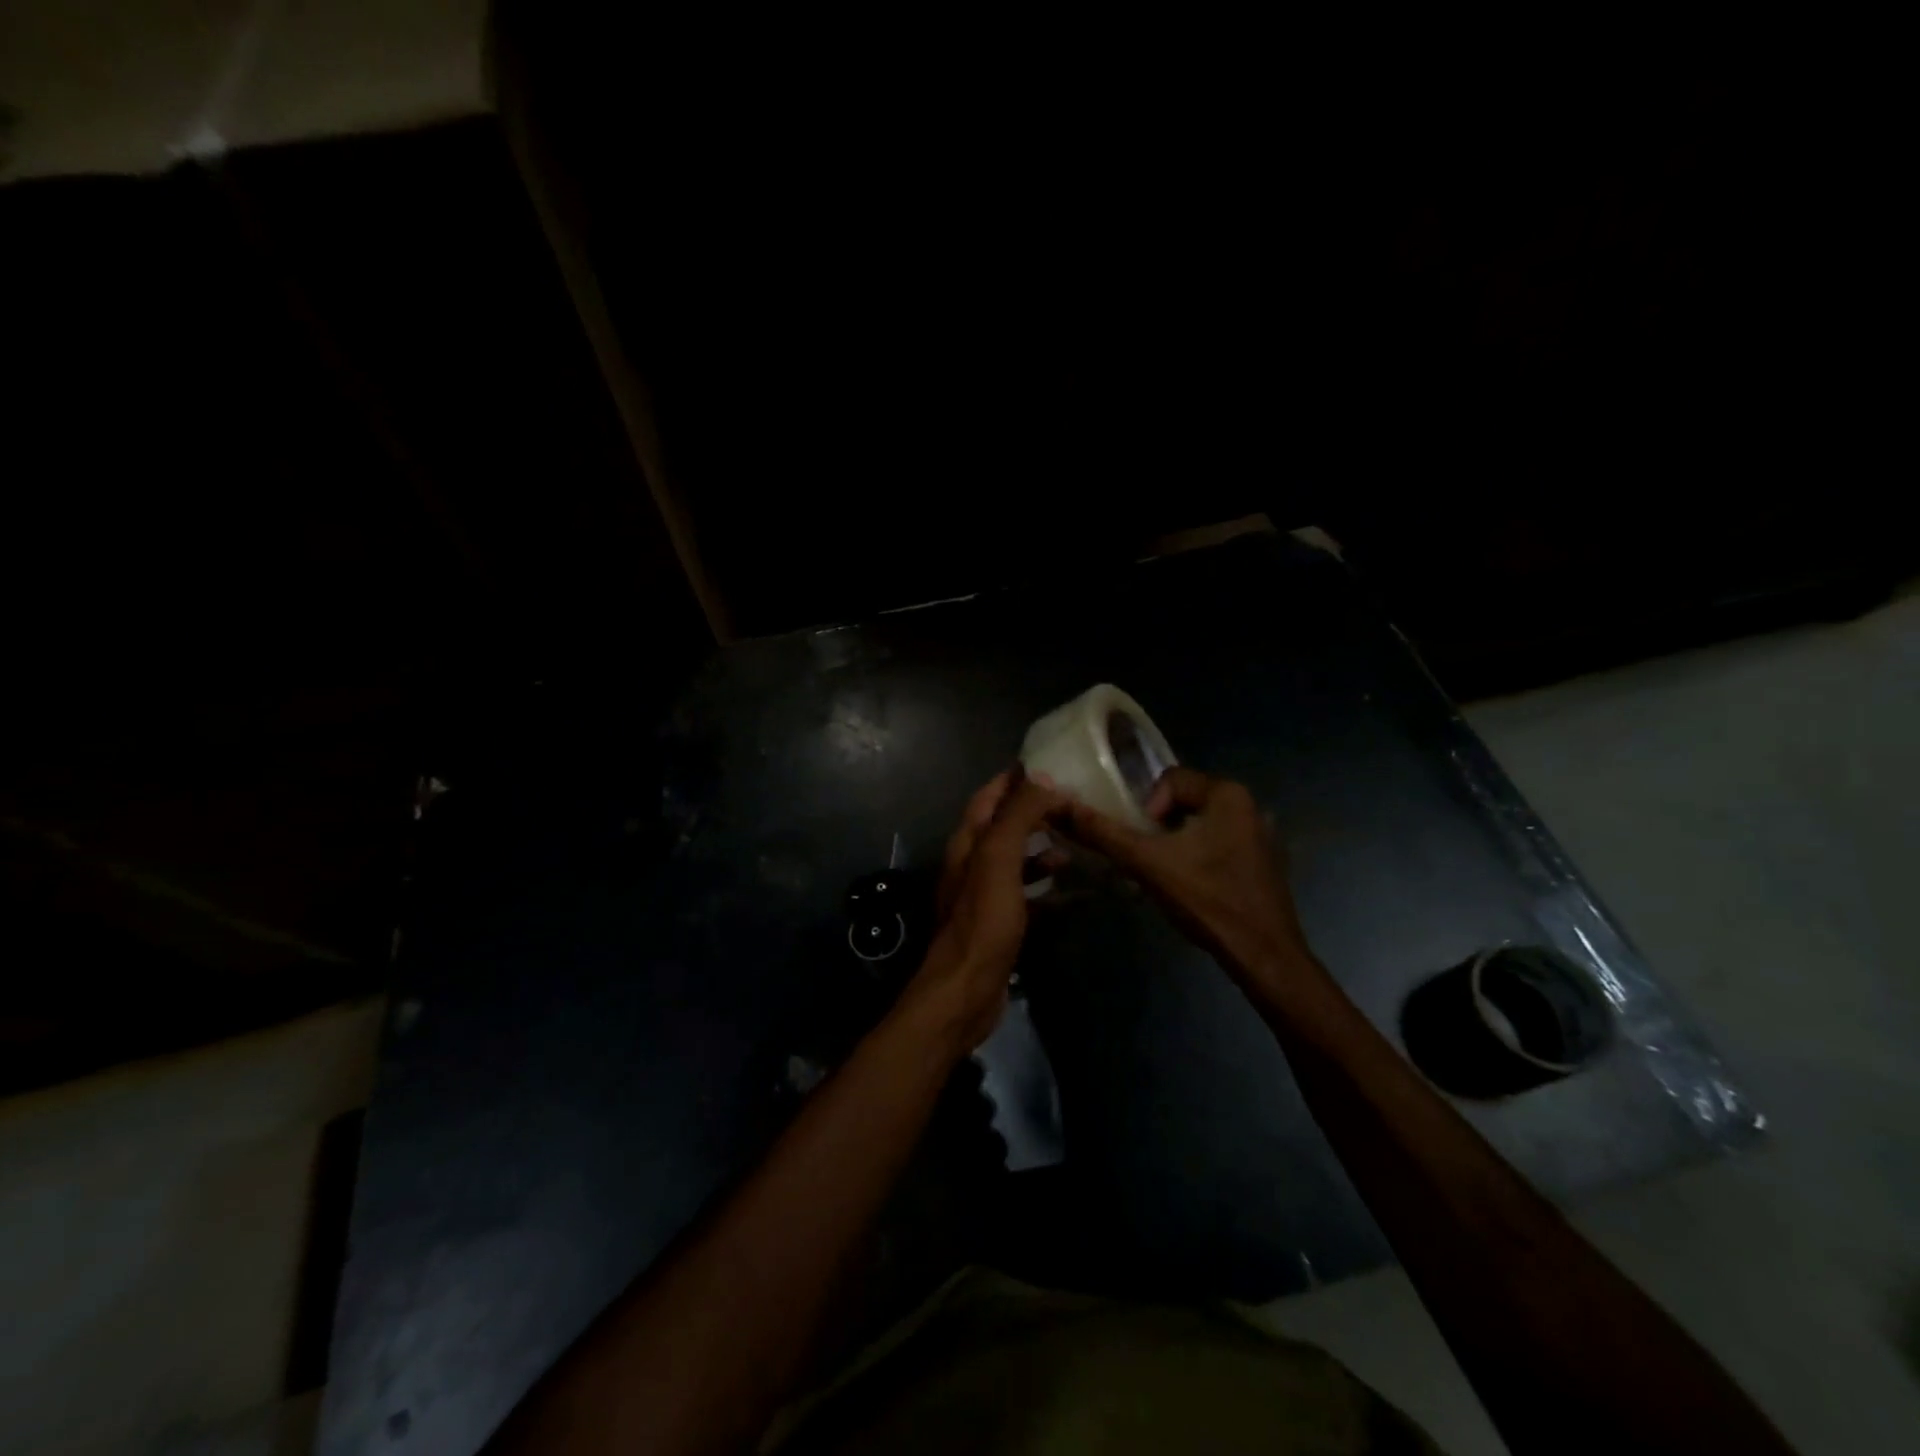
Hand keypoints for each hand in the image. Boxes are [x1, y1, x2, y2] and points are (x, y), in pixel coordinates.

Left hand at [899, 770, 1065, 1051]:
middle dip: (1033, 811)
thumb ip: (1018, 817)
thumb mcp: (999, 860)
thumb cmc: (982, 921)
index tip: (1047, 764)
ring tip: (1074, 843)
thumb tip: (1042, 779)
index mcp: (968, 843)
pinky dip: (1046, 887)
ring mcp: (984, 895)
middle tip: (1071, 802)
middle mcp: (972, 864)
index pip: (988, 797)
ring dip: (1041, 848)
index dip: (1013, 779)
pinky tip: (1072, 891)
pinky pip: (1025, 894)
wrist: (965, 990)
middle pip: (1003, 826)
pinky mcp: (999, 923)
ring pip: (1015, 860)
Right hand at [1052, 766, 1315, 990]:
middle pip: (1183, 802)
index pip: (1169, 780)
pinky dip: (1198, 858)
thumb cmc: (1207, 900)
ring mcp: (1261, 834)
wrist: (1263, 956)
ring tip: (1164, 877)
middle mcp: (1250, 805)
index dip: (1146, 810)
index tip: (1144, 844)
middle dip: (1159, 829)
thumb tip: (1060, 807)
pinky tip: (1192, 888)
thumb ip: (1103, 833)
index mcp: (1228, 794)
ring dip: (1176, 844)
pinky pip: (1219, 844)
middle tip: (1147, 861)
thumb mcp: (1147, 863)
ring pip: (1200, 825)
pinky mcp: (1264, 861)